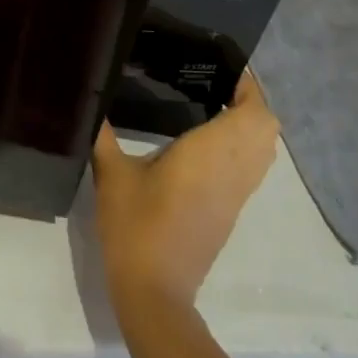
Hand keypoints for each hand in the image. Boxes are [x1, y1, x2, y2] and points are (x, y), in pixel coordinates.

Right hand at [91, 70, 280, 307]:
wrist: (155, 291)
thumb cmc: (134, 226)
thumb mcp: (112, 173)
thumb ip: (103, 133)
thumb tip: (90, 100)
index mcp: (210, 154)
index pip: (252, 113)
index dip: (248, 86)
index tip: (225, 66)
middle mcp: (232, 171)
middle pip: (267, 128)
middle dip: (251, 101)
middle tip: (216, 83)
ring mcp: (236, 194)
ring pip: (264, 150)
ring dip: (250, 124)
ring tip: (214, 104)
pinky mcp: (230, 211)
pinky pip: (252, 168)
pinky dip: (243, 146)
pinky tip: (208, 142)